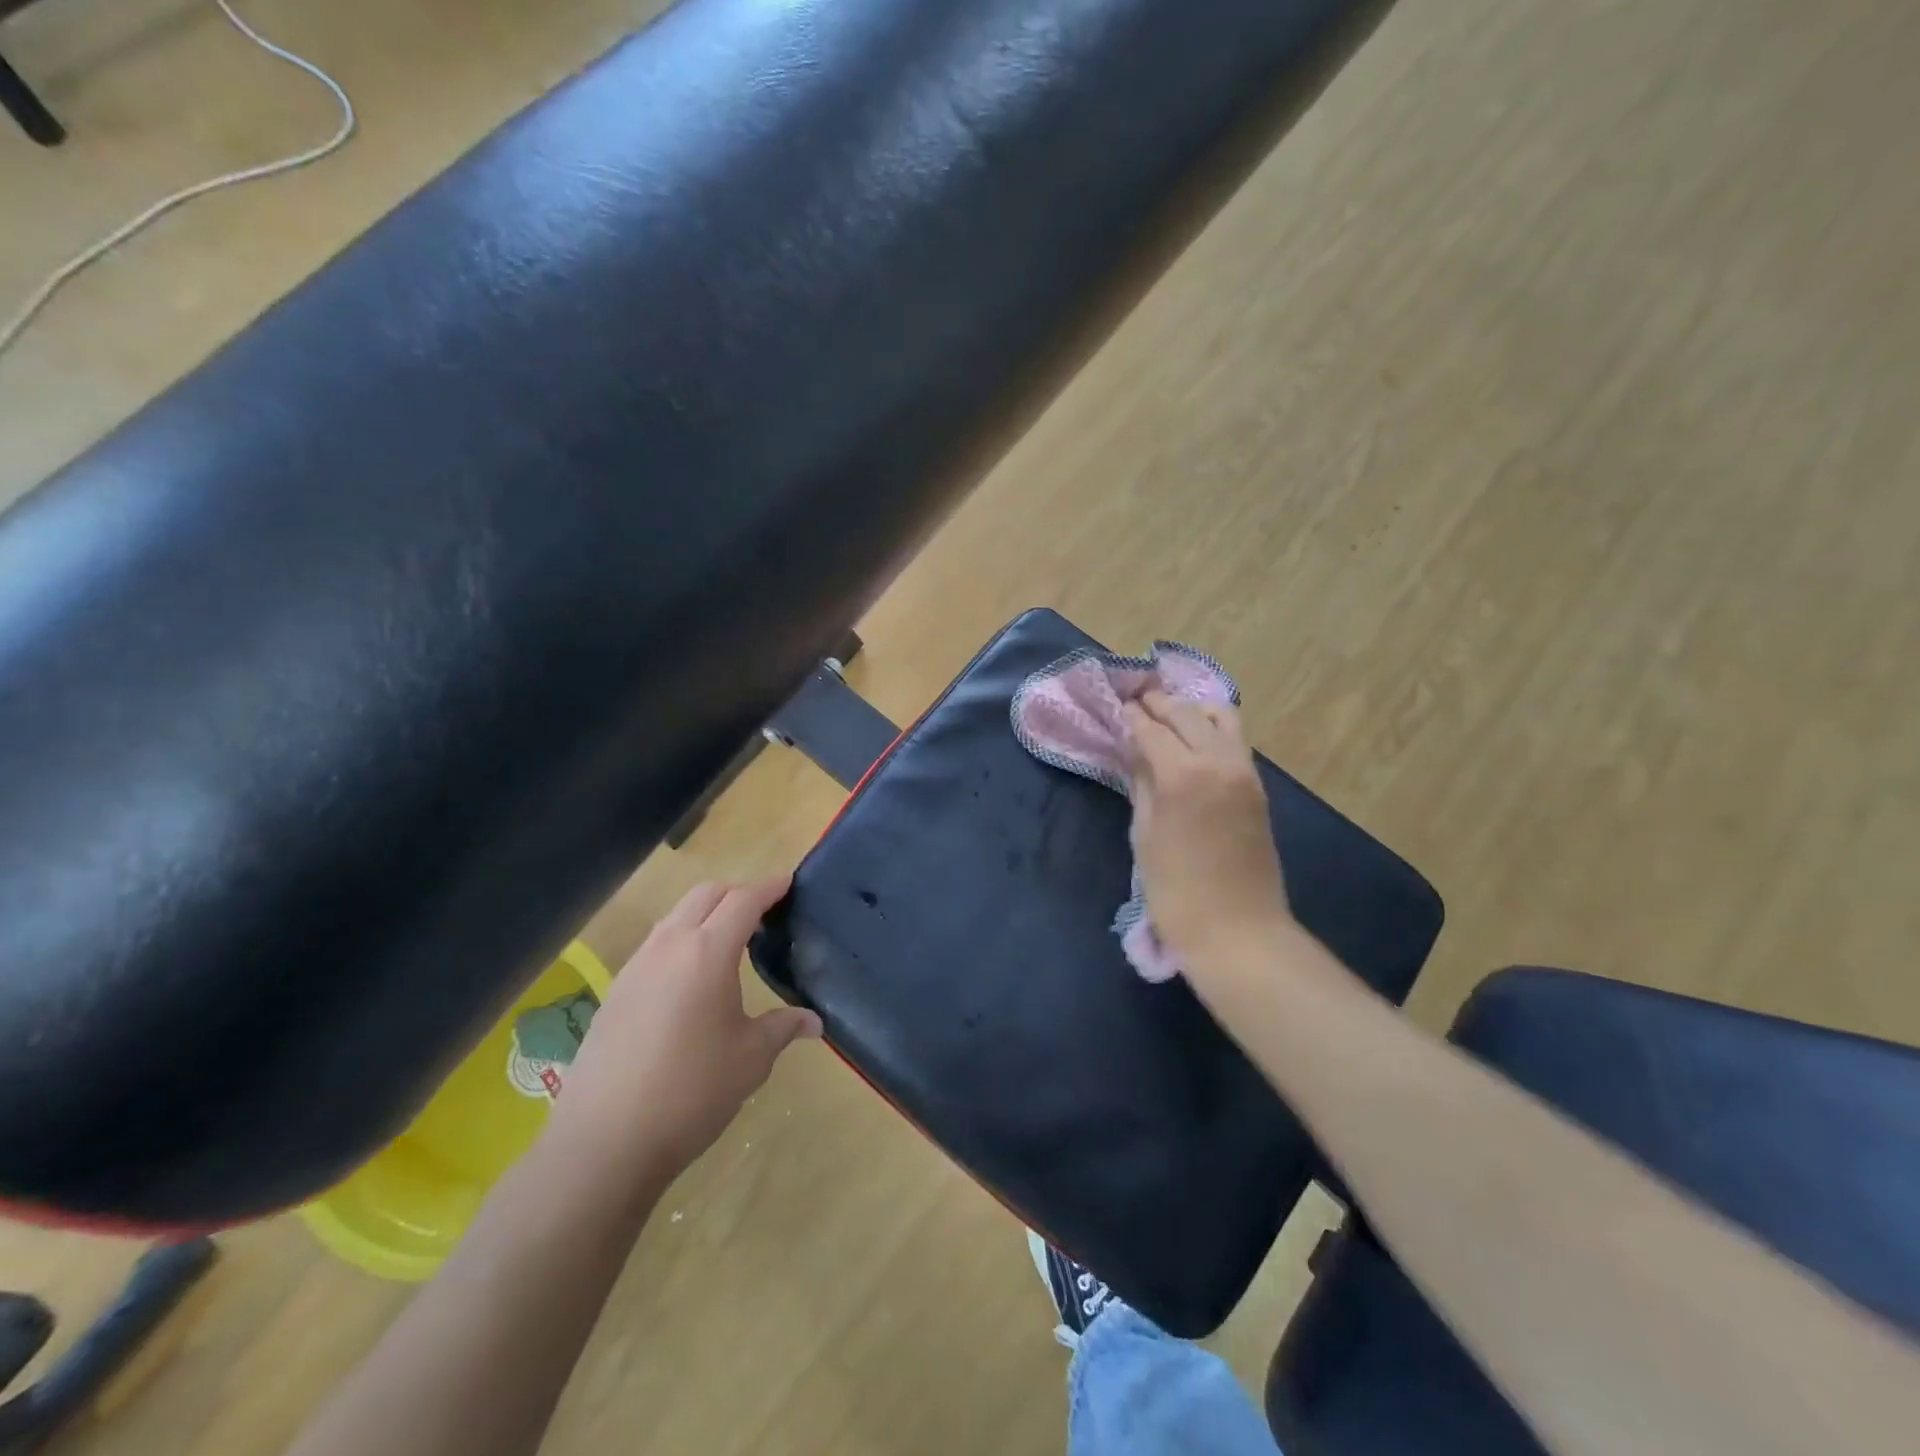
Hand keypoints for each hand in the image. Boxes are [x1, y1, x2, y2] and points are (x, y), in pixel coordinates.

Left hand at [551, 876, 820, 1183]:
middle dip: (737, 893)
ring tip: (729, 942)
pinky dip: (681, 941)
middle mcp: (669, 947)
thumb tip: (813, 1021)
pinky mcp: (615, 992)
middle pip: (705, 895)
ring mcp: (636, 967)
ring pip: (675, 917)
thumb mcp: (751, 1059)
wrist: (605, 1141)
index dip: (769, 887)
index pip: (743, 900)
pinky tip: (691, 979)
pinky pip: (655, 946)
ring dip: (705, 914)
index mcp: (708, 952)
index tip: (789, 882)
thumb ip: (783, 1028)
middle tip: (763, 913)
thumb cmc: (692, 1091)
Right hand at [1121, 691, 1291, 967]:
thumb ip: (1142, 786)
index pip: (1152, 729)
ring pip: (1221, 718)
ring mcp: (1244, 772)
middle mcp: (1218, 761)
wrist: (1238, 931)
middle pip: (1187, 714)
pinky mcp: (1258, 787)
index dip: (1132, 716)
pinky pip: (1235, 740)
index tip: (1119, 706)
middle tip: (1138, 700)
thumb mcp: (1145, 836)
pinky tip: (1195, 736)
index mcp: (1183, 774)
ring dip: (1192, 710)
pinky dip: (1213, 728)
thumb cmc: (1176, 891)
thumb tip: (1138, 755)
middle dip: (1160, 704)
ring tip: (1169, 714)